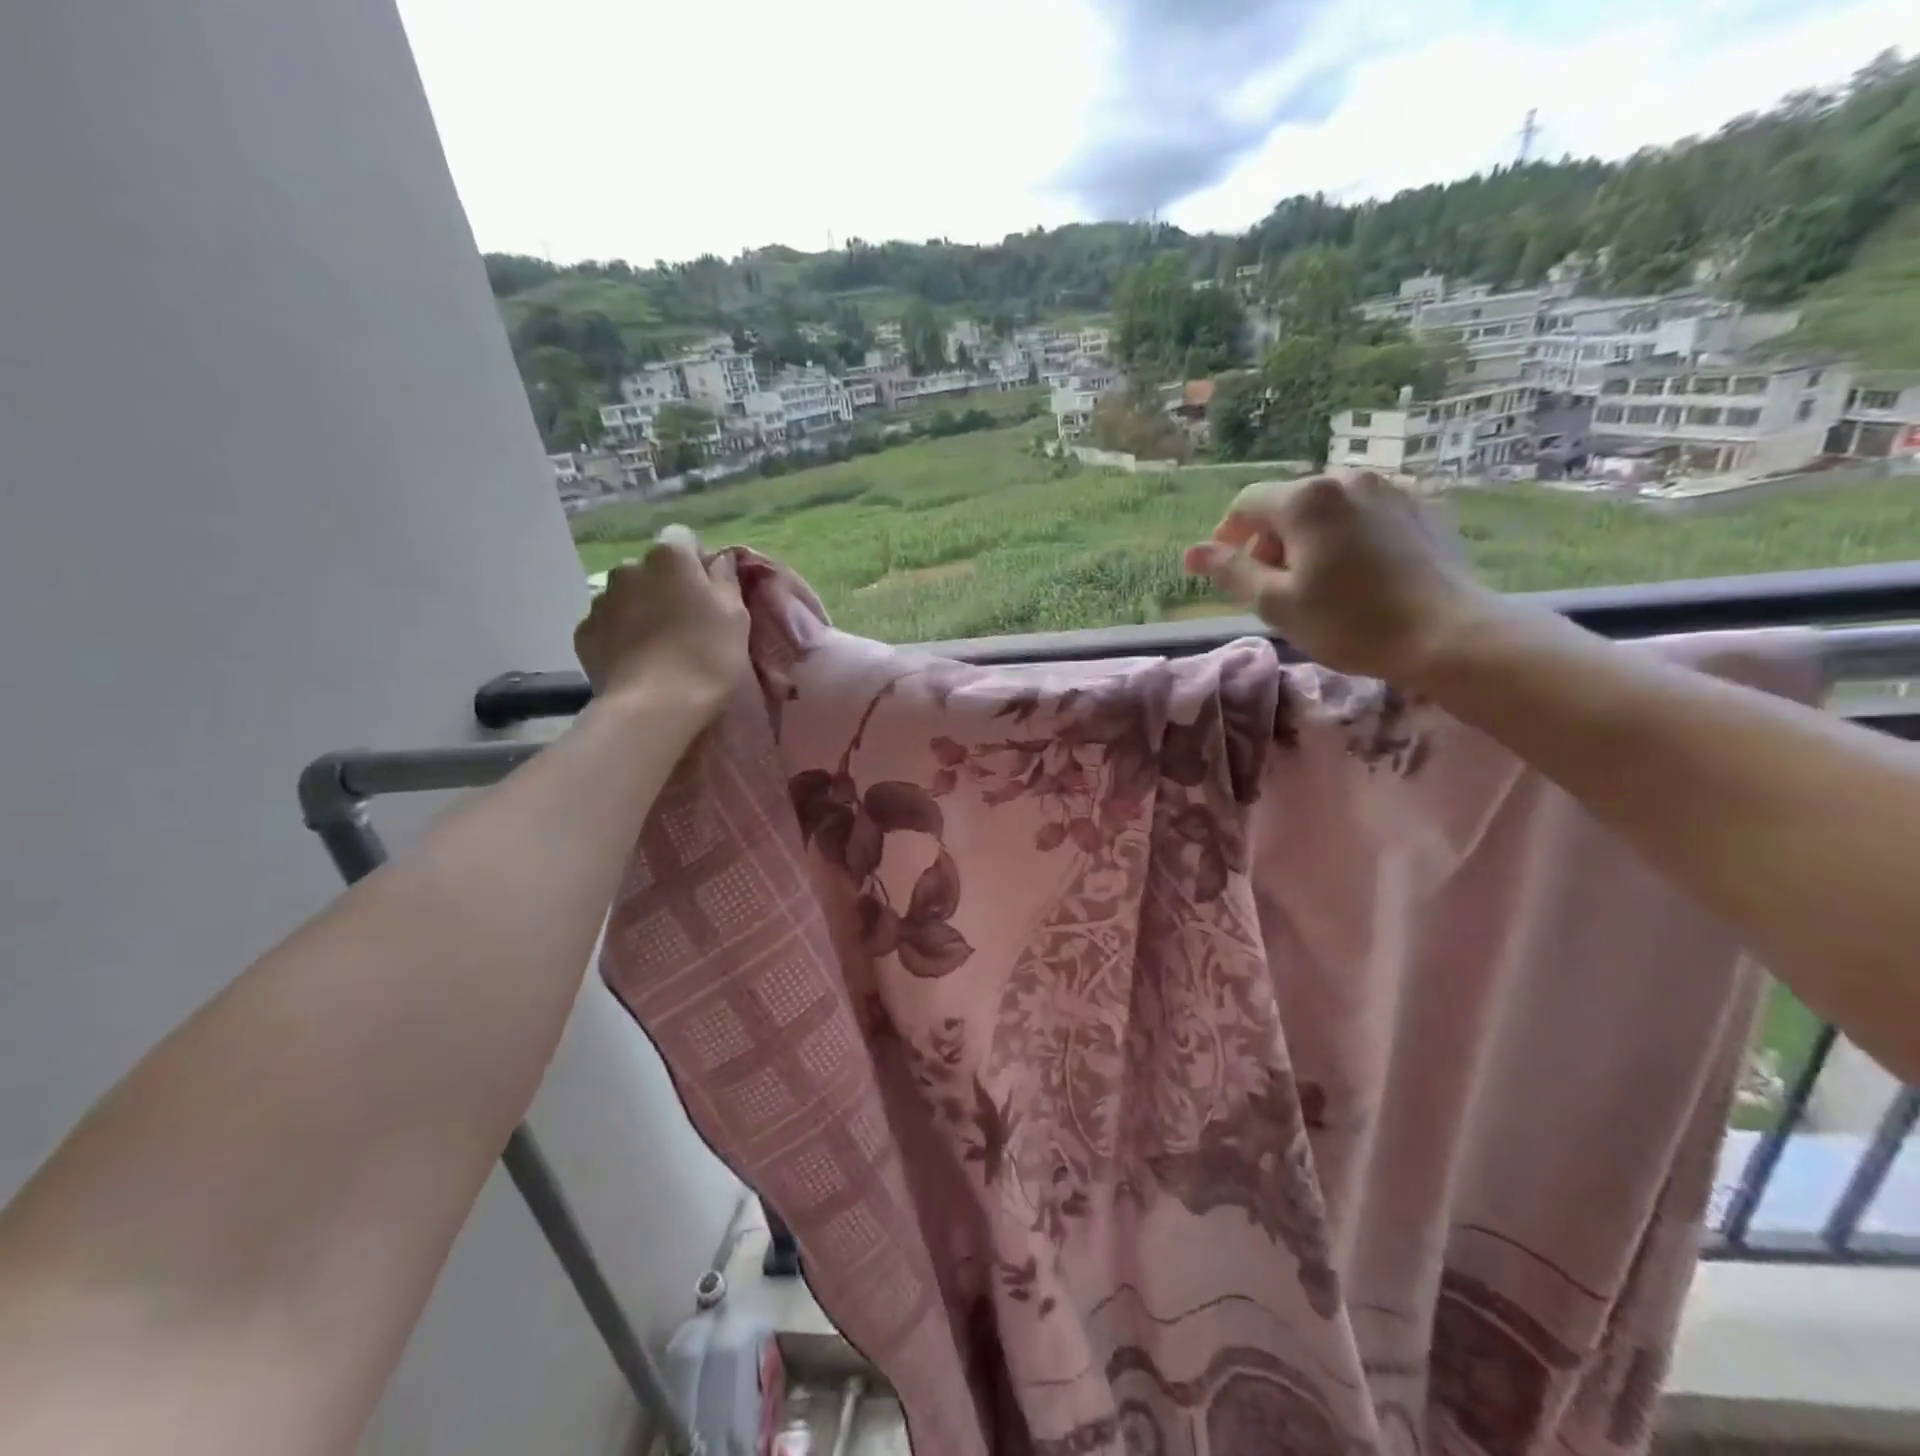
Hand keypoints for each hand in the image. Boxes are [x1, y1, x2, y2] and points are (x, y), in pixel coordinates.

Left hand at [574, 541, 749, 716]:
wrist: (655, 708)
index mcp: (669, 558)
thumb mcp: (737, 617)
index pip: (683, 539)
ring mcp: (600, 601)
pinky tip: (638, 662)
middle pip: (652, 569)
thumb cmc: (707, 657)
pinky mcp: (584, 634)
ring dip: (641, 610)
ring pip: (627, 596)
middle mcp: (628, 569)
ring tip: (660, 647)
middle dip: (666, 587)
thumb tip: (719, 560)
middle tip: (687, 623)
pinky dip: (621, 636)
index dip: (697, 563)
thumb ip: (726, 580)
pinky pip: (607, 625)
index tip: (710, 593)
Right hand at [1184, 471, 1500, 683]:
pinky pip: (1367, 516)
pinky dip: (1349, 538)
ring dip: (1310, 539)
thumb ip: (1231, 572)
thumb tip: (1192, 552)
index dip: (1228, 535)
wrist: (1448, 635)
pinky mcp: (1424, 509)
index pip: (1246, 503)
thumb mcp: (1276, 604)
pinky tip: (1359, 575)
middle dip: (1272, 540)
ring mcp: (1392, 491)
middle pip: (1289, 504)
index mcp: (1306, 500)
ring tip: (1318, 583)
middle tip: (1274, 589)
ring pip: (1330, 508)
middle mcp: (1348, 480)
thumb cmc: (1350, 623)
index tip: (1229, 572)